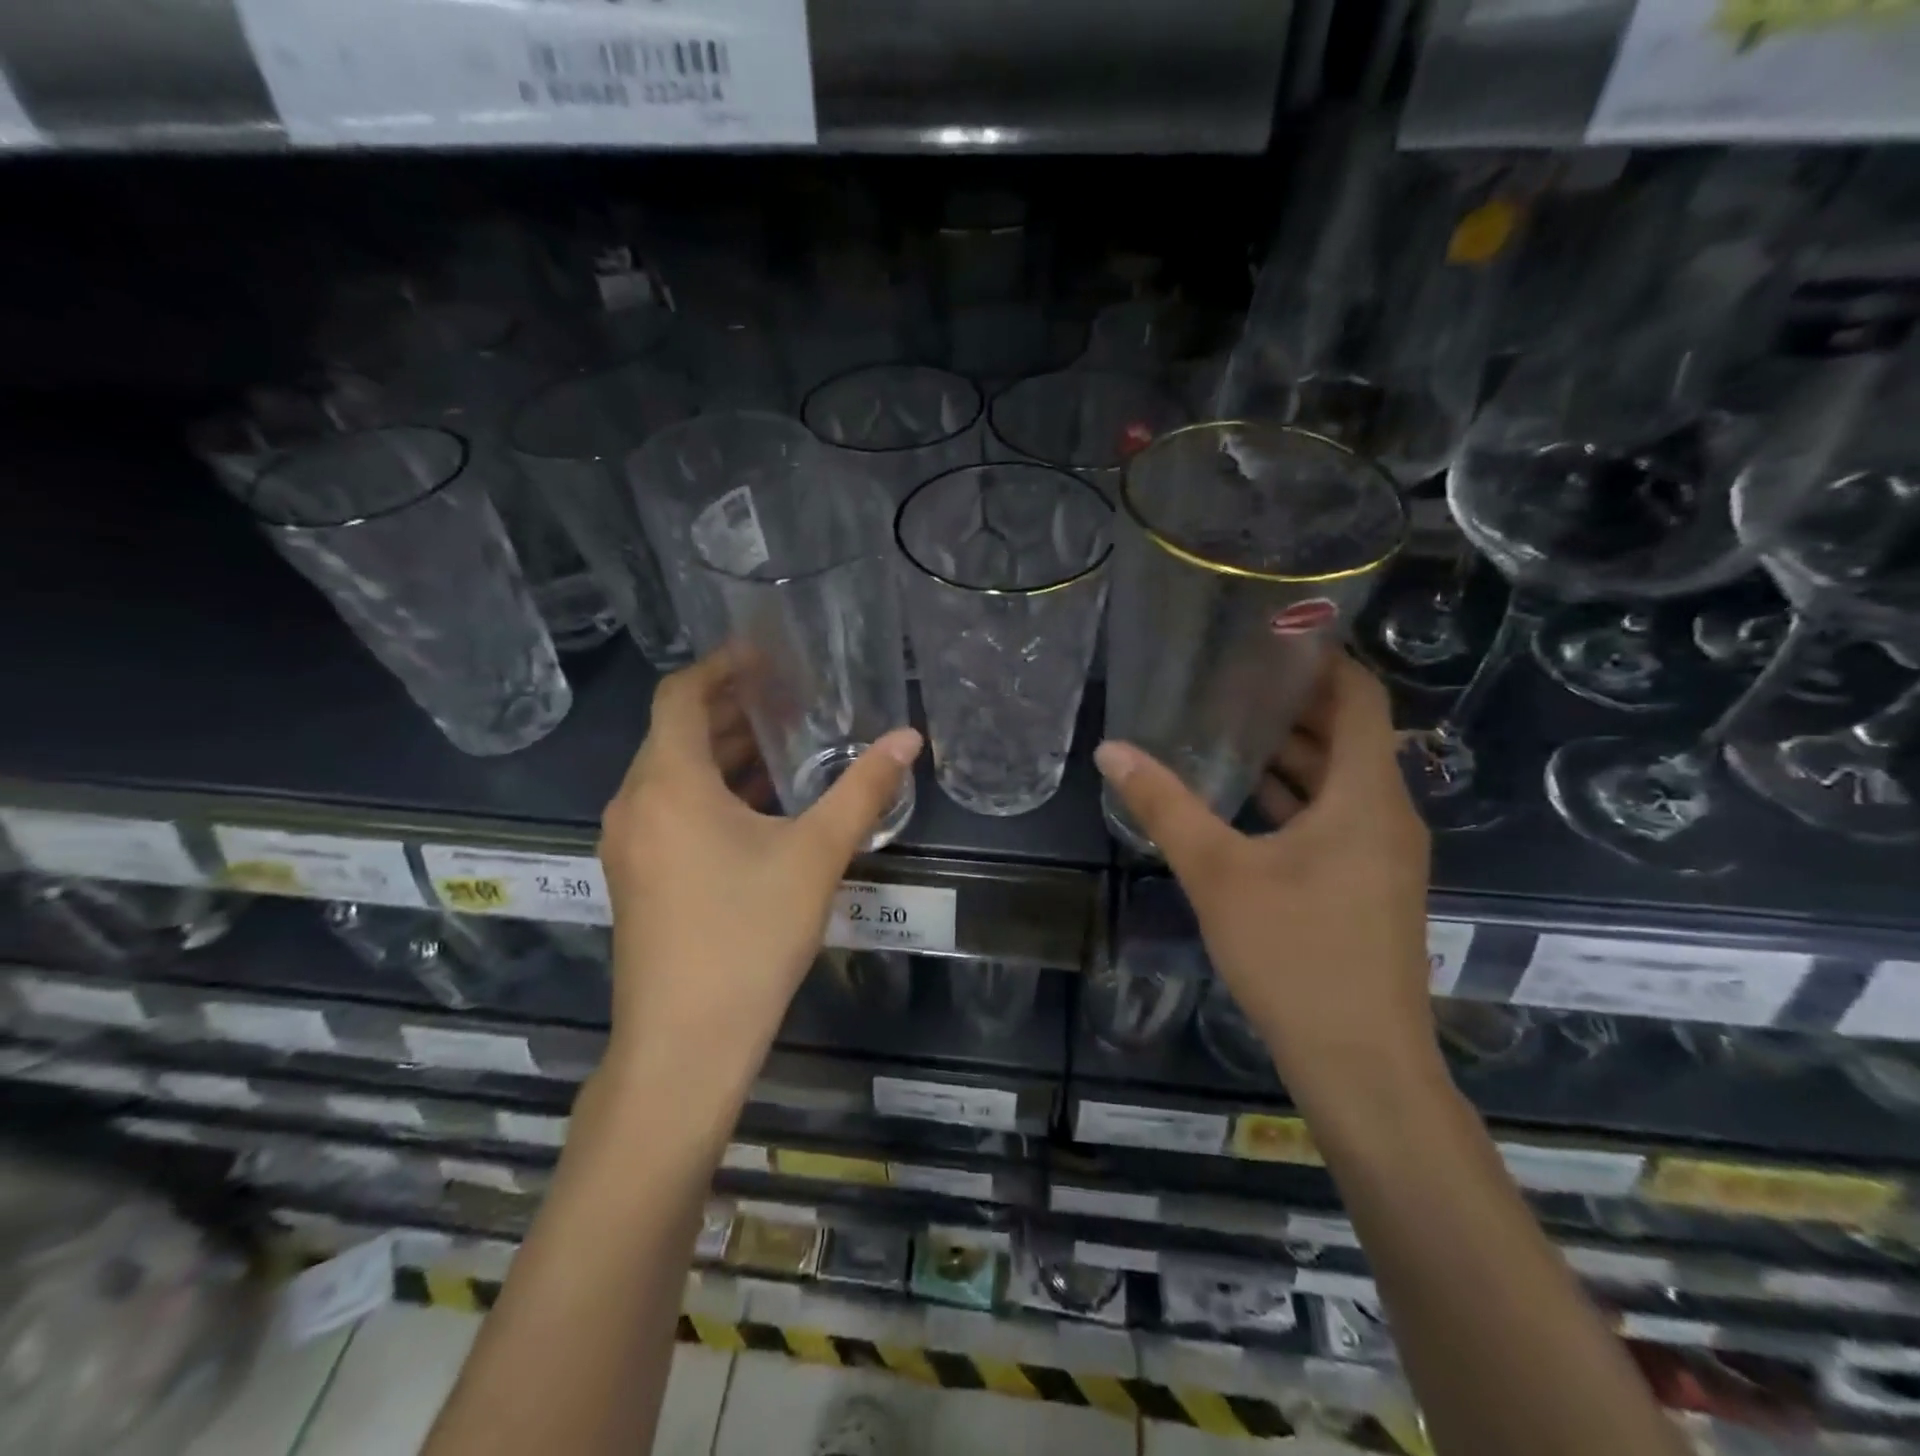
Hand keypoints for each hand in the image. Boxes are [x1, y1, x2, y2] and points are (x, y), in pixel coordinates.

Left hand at [597, 651, 922, 1097]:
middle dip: (729, 709)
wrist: (685, 1044)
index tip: (765, 655)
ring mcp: (630, 845)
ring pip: (673, 775)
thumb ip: (863, 790)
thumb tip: (908, 739)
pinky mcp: (638, 878)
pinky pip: (670, 810)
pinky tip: (760, 809)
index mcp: (667, 783)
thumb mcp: (816, 855)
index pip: (679, 694)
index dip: (720, 666)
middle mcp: (635, 804)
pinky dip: (711, 793)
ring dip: (722, 754)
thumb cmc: (748, 935)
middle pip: (675, 732)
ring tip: (782, 746)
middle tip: (788, 697)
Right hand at [1094, 655, 1436, 1092]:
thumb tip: (1111, 751)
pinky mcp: (1370, 887)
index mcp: (1366, 796)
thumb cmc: (1296, 956)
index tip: (1272, 638)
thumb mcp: (1218, 874)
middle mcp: (1387, 815)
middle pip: (1350, 736)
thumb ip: (1164, 807)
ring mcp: (1383, 855)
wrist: (1361, 1065)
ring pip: (1341, 782)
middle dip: (1296, 704)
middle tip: (1231, 677)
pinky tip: (1246, 799)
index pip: (1361, 698)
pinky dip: (1297, 798)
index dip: (1324, 661)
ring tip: (1228, 727)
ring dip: (1294, 754)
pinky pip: (1336, 818)